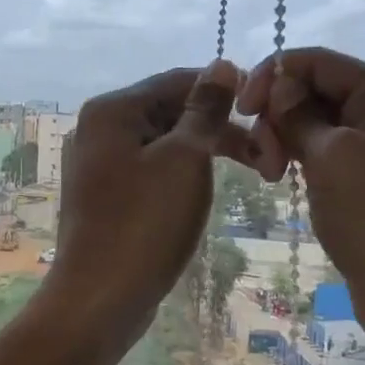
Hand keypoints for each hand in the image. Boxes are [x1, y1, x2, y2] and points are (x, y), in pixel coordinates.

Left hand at [44, 61, 252, 340]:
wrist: (98, 299)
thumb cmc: (144, 224)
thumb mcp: (184, 160)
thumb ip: (205, 110)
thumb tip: (223, 65)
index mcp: (111, 110)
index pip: (176, 81)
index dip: (225, 90)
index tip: (267, 112)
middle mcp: (96, 130)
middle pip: (168, 112)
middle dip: (218, 128)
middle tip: (267, 154)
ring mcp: (96, 166)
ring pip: (161, 144)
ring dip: (204, 153)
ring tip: (250, 173)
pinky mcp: (104, 198)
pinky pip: (149, 172)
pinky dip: (180, 175)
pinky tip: (203, 191)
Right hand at [237, 48, 364, 331]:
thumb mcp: (336, 157)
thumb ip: (300, 114)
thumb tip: (278, 83)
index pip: (317, 62)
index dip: (273, 76)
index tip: (240, 110)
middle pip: (315, 92)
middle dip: (278, 115)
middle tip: (263, 160)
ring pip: (315, 127)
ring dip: (284, 141)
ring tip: (270, 176)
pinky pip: (324, 157)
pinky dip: (299, 163)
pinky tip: (282, 181)